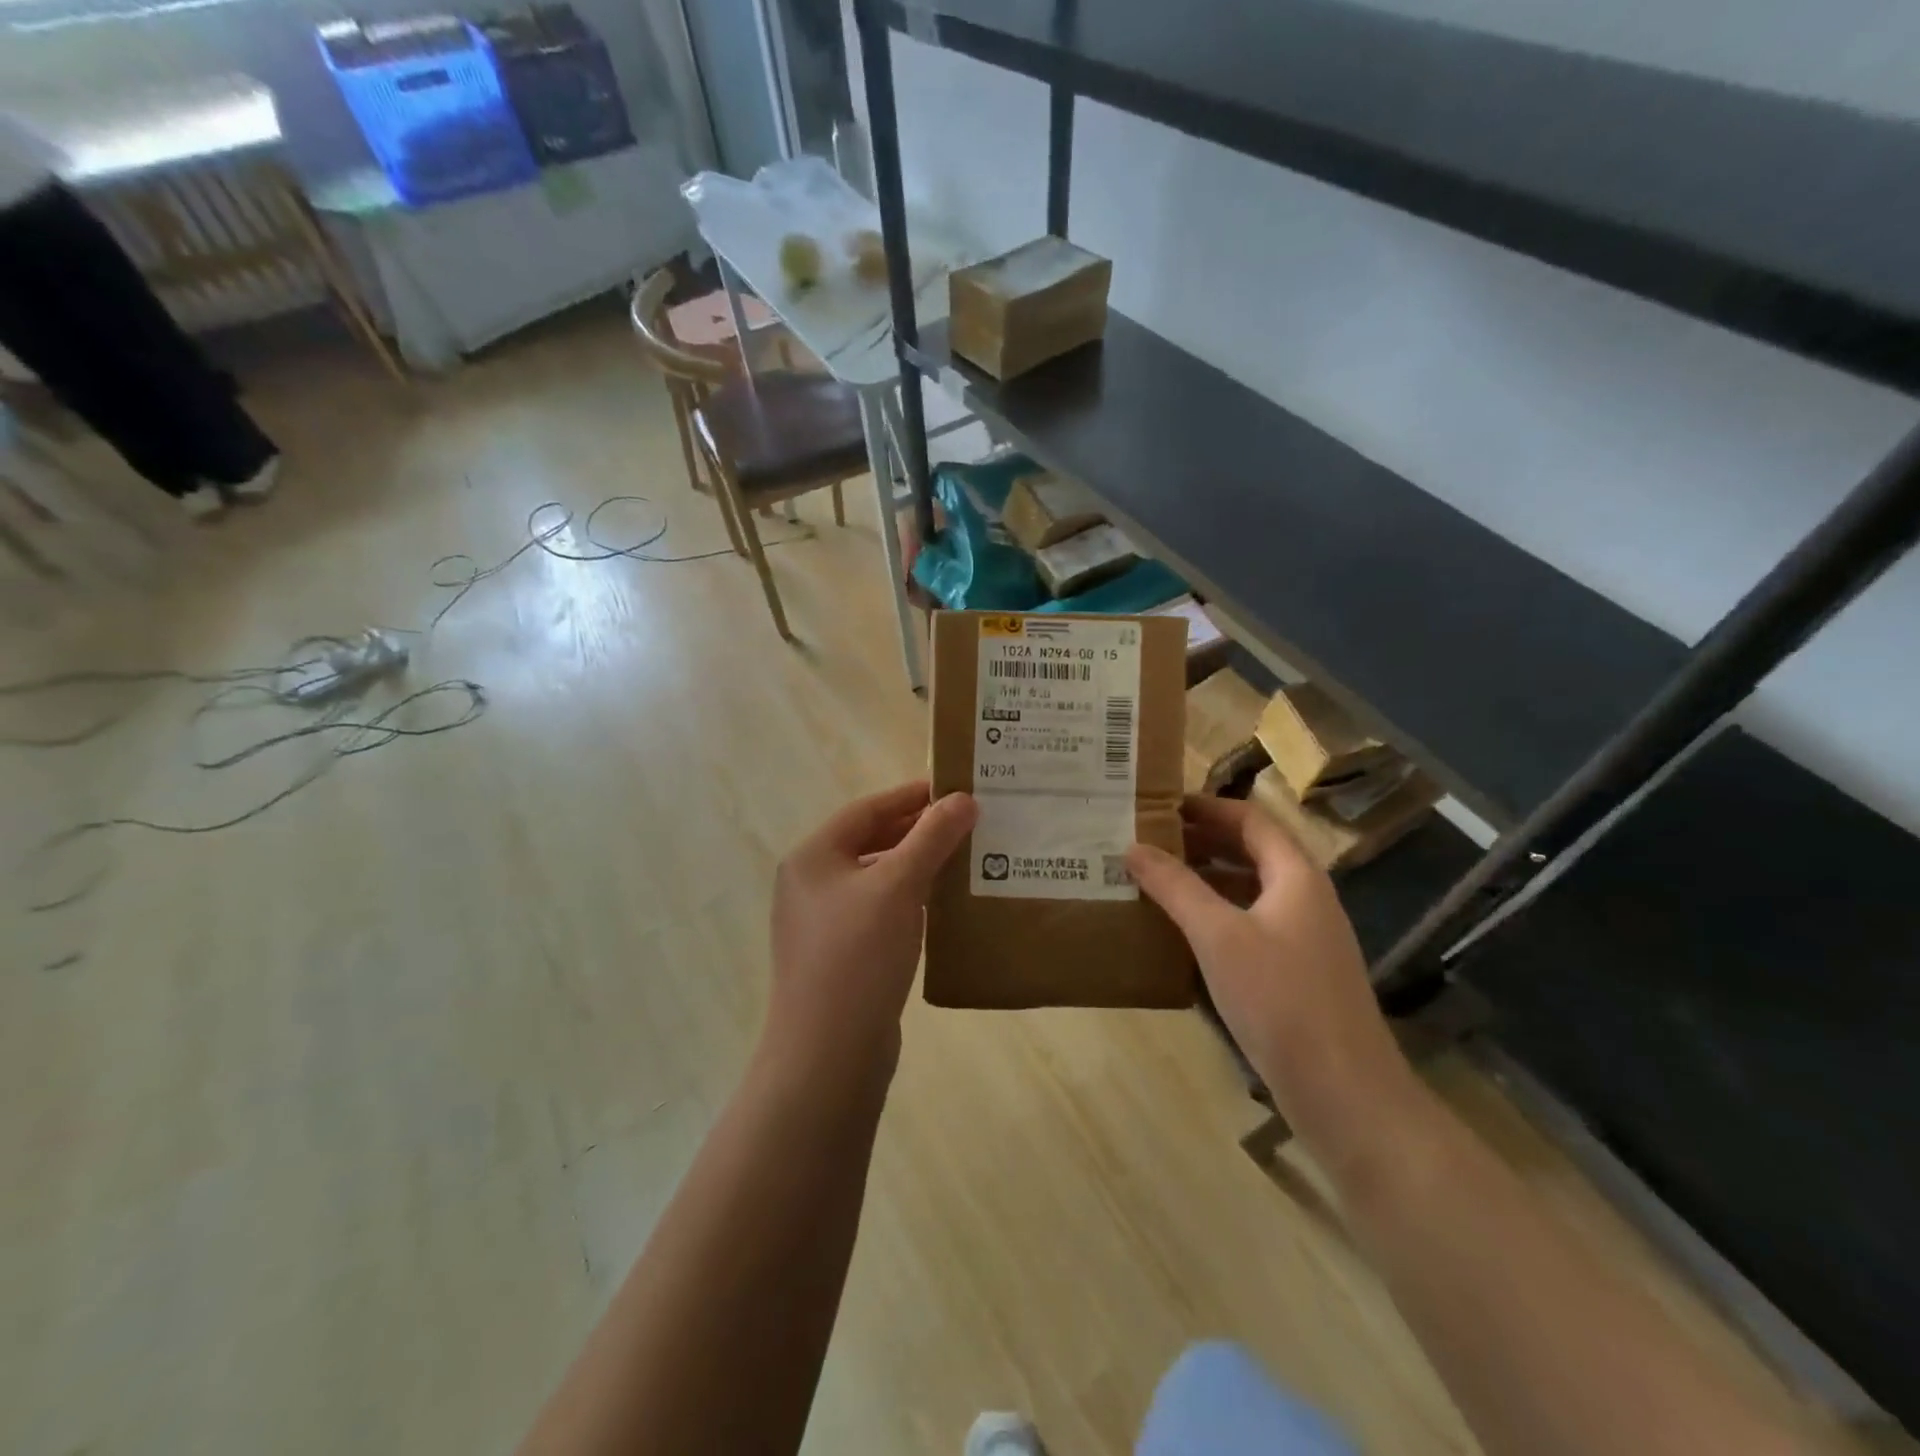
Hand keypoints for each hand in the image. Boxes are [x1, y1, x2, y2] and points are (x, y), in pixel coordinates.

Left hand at [765, 781, 977, 1076]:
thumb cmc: (858, 955)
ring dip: (917, 866)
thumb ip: (931, 838)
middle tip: (967, 823)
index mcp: (813, 857)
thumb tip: (964, 799)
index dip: (911, 796)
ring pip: (878, 879)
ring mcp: (823, 923)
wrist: (828, 1053)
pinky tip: (944, 905)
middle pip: (871, 842)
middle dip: (918, 831)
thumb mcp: (898, 887)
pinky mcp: (841, 956)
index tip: (955, 790)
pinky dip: (910, 901)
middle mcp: (811, 884)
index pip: (867, 810)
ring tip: (964, 859)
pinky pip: (880, 912)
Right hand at [1126, 796, 1413, 1142]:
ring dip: (1205, 879)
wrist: (1344, 1092)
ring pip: (1249, 890)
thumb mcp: (1218, 935)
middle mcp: (1305, 897)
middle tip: (1148, 841)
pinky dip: (1216, 915)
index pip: (1250, 819)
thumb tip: (1133, 847)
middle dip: (1201, 842)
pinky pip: (1250, 924)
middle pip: (1251, 851)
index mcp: (1296, 876)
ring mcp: (1304, 937)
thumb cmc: (1280, 999)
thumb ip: (1175, 887)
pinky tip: (1182, 932)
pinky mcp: (1296, 973)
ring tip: (1155, 880)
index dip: (1206, 807)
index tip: (1159, 806)